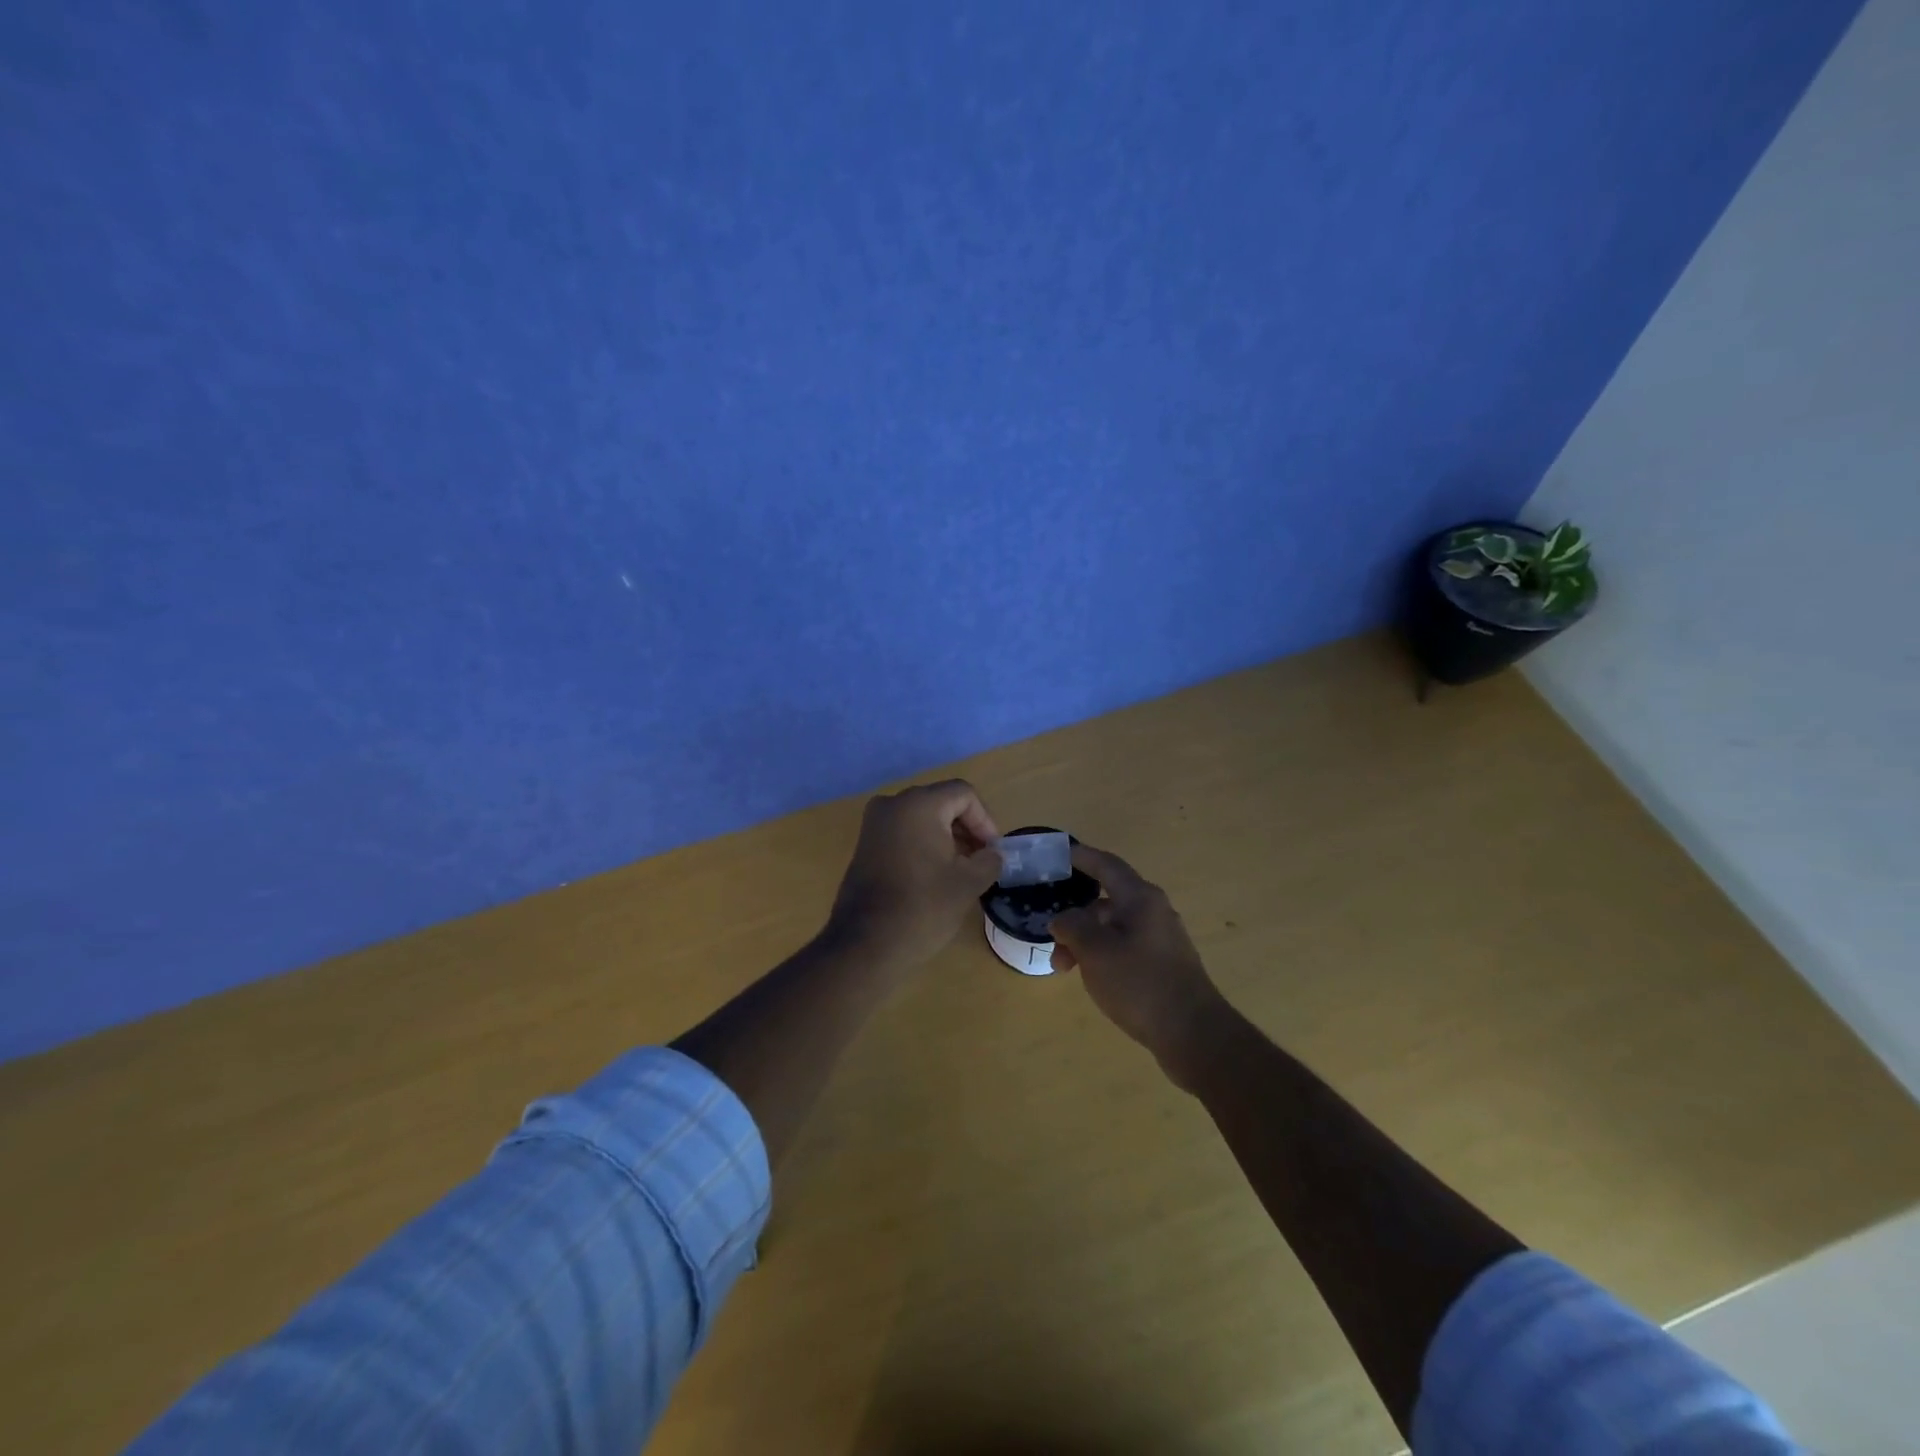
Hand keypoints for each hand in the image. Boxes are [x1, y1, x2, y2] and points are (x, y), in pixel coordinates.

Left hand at [826, 780, 1003, 969]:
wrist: (866, 944)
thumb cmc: (922, 907)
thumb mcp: (968, 883)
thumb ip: (989, 860)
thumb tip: (992, 854)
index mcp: (918, 804)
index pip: (963, 794)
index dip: (985, 820)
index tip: (992, 852)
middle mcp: (892, 804)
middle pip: (941, 802)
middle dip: (965, 828)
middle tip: (980, 860)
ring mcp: (874, 824)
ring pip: (921, 817)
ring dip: (945, 837)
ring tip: (960, 870)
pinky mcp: (865, 845)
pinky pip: (903, 832)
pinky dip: (923, 844)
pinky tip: (934, 875)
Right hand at [1050, 843, 1231, 1087]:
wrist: (1193, 1033)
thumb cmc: (1140, 983)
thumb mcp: (1094, 950)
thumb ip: (1072, 926)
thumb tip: (1063, 918)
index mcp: (1140, 898)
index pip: (1106, 864)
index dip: (1081, 856)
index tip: (1058, 853)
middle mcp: (1153, 911)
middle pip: (1106, 901)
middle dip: (1075, 917)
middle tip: (1052, 941)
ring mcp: (1161, 939)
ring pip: (1113, 928)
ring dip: (1085, 942)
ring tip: (1065, 970)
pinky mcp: (1164, 964)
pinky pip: (1125, 947)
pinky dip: (1102, 954)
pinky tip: (1092, 979)